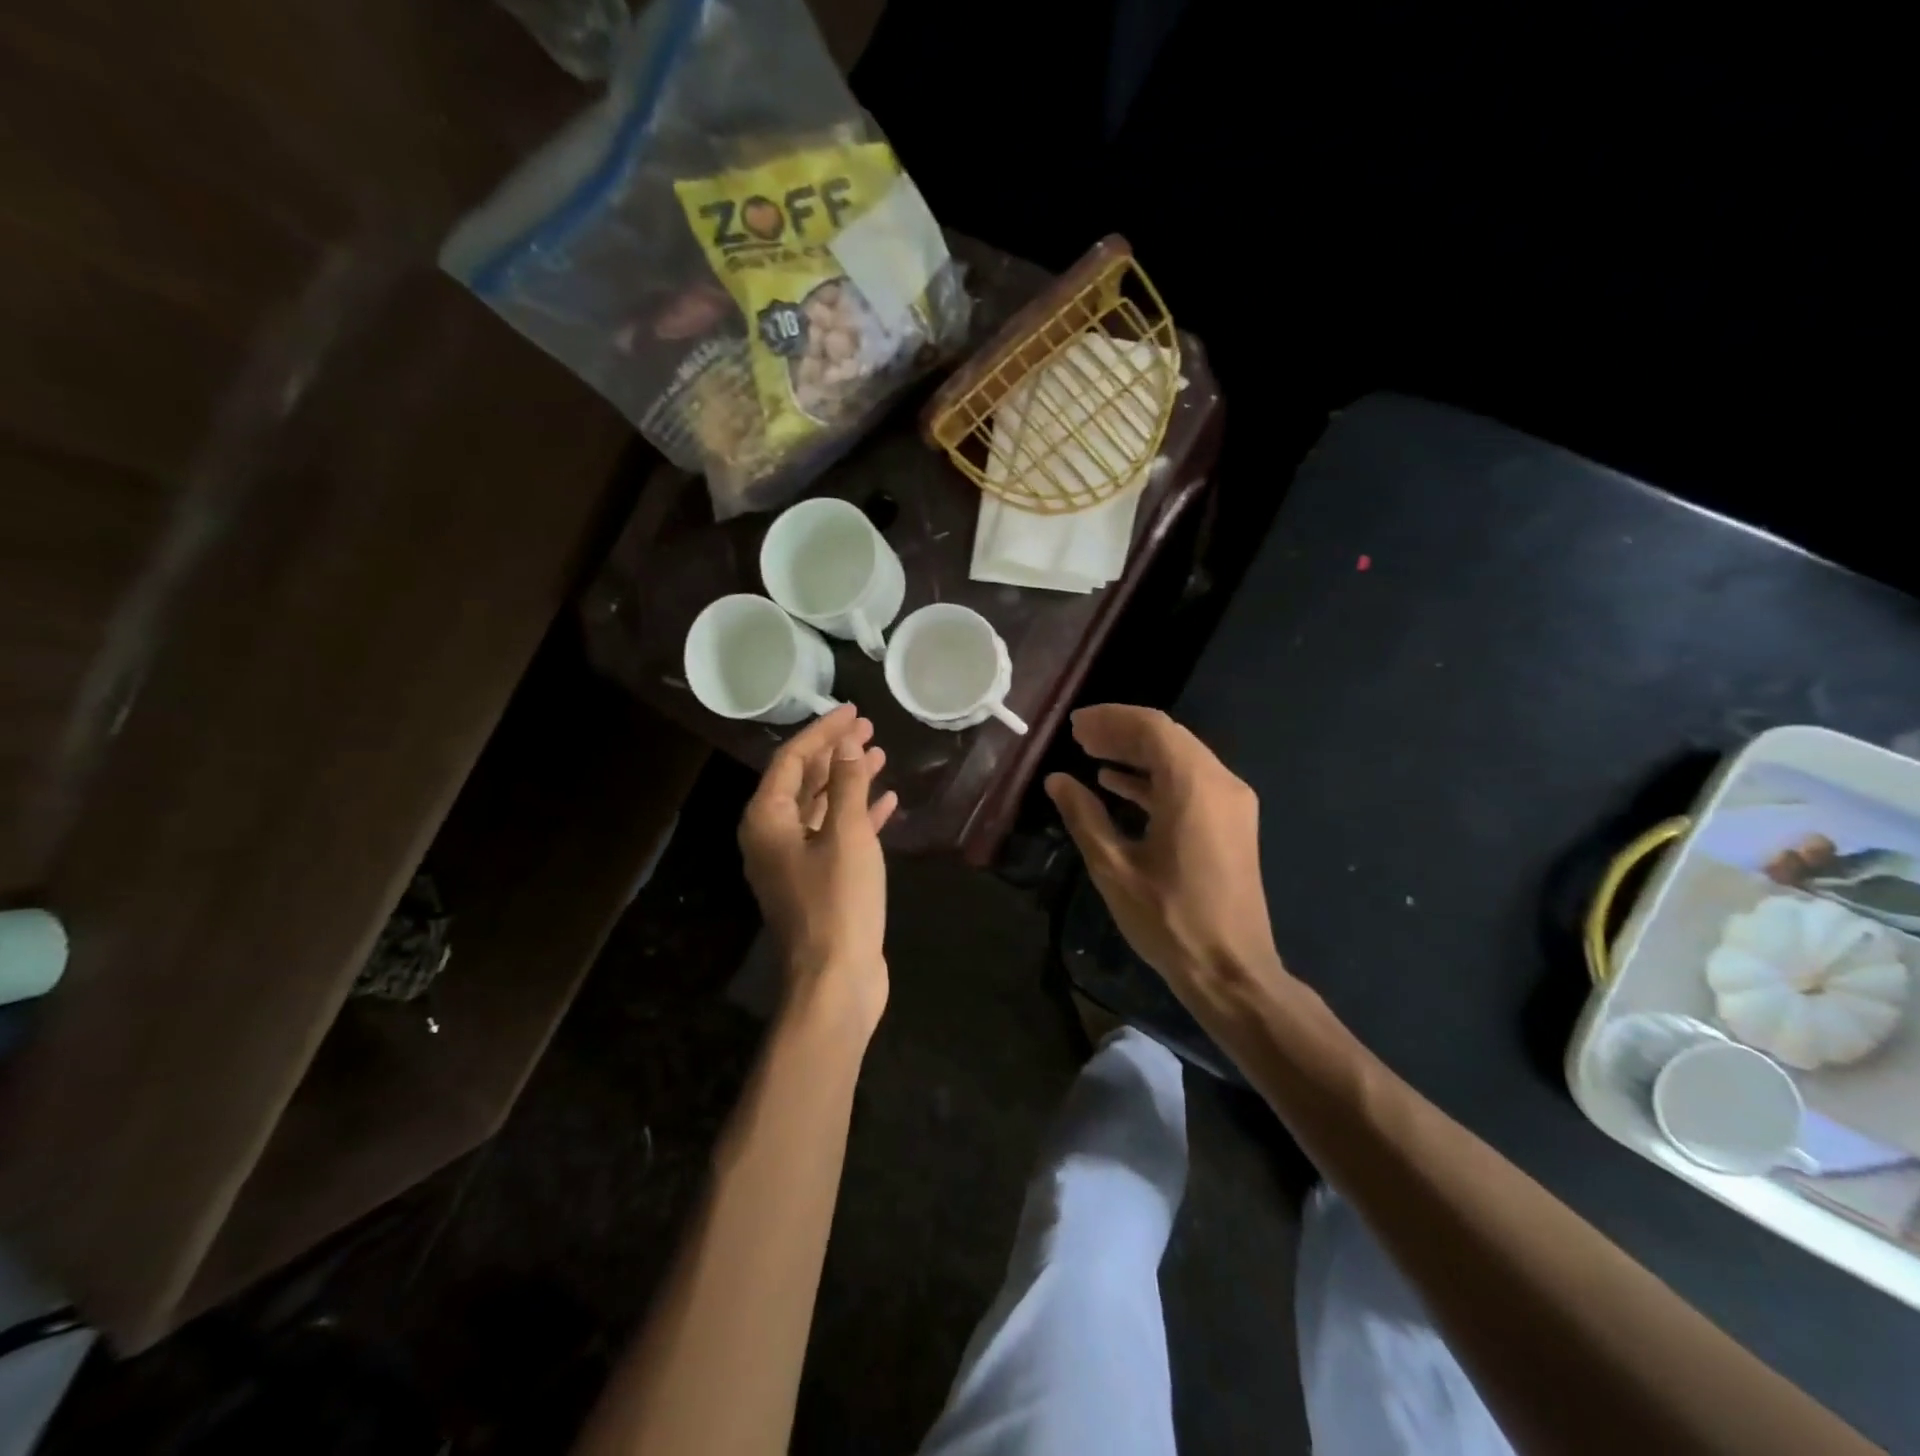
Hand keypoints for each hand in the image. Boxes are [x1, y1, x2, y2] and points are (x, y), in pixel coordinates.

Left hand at [739, 705, 897, 1032]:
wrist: (836, 980)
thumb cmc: (838, 901)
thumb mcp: (846, 835)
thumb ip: (845, 784)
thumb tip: (846, 745)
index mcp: (767, 821)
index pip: (791, 760)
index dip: (822, 733)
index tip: (852, 712)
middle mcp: (772, 837)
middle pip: (803, 781)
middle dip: (835, 754)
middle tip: (867, 728)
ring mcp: (794, 862)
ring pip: (821, 808)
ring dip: (849, 781)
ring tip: (879, 756)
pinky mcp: (818, 882)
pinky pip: (836, 836)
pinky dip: (859, 816)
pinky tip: (887, 802)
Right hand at [1046, 705, 1287, 1011]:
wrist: (1233, 971)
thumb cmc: (1169, 920)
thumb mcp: (1115, 868)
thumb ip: (1084, 816)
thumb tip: (1058, 781)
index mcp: (1193, 788)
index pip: (1152, 728)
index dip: (1110, 720)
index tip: (1074, 726)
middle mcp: (1220, 783)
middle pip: (1168, 737)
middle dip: (1121, 732)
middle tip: (1078, 738)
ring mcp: (1232, 803)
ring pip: (1181, 758)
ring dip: (1137, 753)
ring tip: (1092, 755)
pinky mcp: (1232, 823)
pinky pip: (1191, 783)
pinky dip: (1156, 777)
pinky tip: (1119, 784)